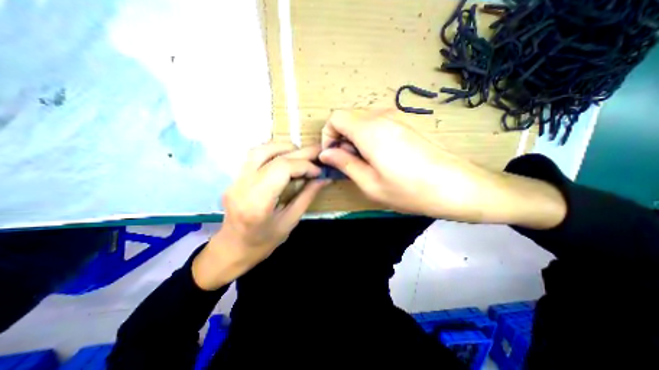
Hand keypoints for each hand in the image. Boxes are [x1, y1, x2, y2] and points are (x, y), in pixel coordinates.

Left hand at [193, 143, 328, 289]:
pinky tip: (285, 158)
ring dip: (284, 148)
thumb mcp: (290, 221)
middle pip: (273, 155)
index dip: (304, 165)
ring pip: (261, 149)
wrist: (232, 248)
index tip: (319, 171)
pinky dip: (274, 152)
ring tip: (301, 155)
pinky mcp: (235, 177)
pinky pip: (255, 155)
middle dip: (300, 152)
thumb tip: (324, 179)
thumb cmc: (263, 242)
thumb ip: (307, 196)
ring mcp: (235, 179)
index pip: (282, 169)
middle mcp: (243, 185)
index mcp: (257, 202)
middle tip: (318, 154)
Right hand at [319, 108, 565, 227]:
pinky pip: (377, 124)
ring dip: (355, 138)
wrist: (458, 187)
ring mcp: (396, 118)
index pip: (336, 117)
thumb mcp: (370, 183)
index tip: (333, 156)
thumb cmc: (410, 191)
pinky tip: (380, 157)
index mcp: (370, 130)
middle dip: (341, 138)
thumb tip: (325, 153)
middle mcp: (382, 117)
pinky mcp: (406, 124)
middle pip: (348, 117)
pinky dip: (369, 137)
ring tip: (365, 162)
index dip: (328, 135)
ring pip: (362, 121)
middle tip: (349, 163)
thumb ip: (345, 164)